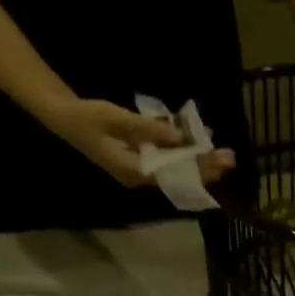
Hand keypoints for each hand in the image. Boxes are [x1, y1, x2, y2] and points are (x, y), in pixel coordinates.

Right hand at [44, 97, 236, 188]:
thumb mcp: (117, 118)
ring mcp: (140, 172)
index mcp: (134, 171)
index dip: (198, 168)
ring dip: (198, 164)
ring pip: (176, 173)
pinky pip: (168, 165)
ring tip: (223, 156)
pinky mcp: (140, 163)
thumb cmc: (87, 117)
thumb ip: (147, 130)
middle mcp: (140, 178)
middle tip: (231, 158)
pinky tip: (200, 150)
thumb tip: (179, 138)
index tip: (219, 161)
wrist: (64, 119)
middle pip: (179, 177)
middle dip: (205, 169)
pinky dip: (185, 158)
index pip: (174, 174)